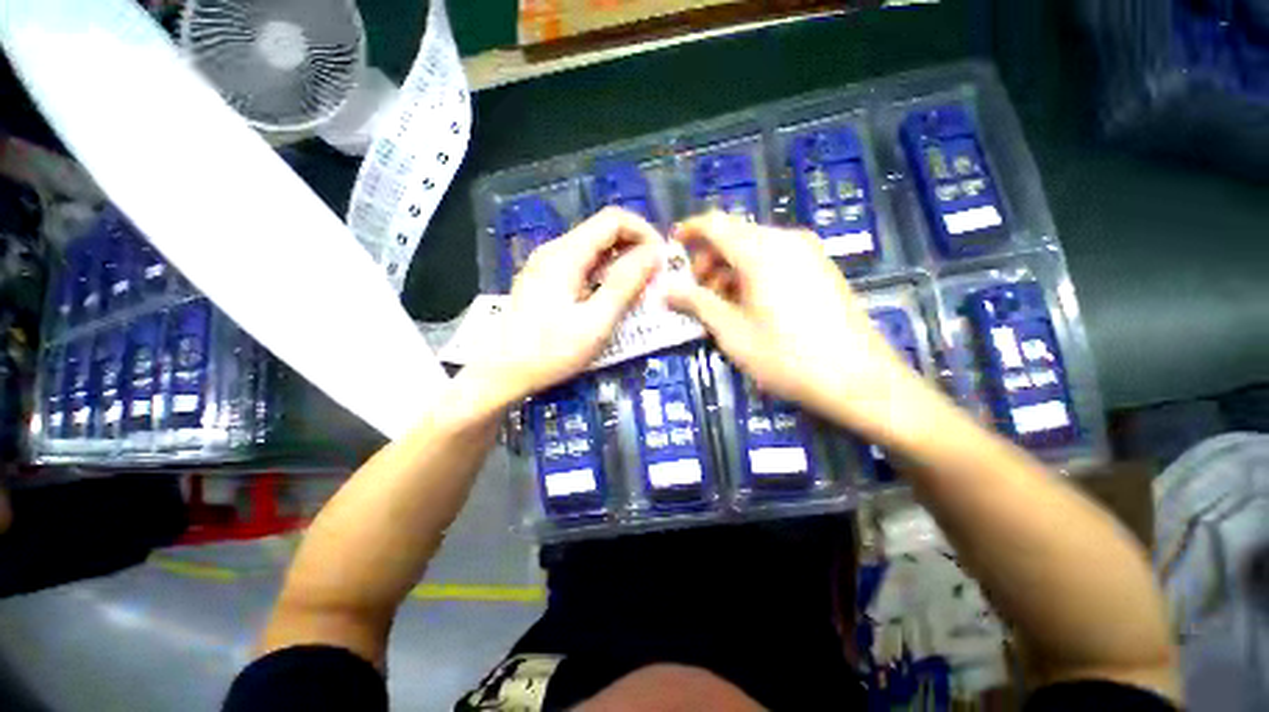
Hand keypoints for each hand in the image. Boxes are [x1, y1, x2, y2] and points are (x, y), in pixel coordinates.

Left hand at [472, 207, 661, 404]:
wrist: (503, 373)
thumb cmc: (551, 351)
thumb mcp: (596, 322)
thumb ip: (625, 285)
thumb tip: (653, 254)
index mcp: (566, 254)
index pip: (613, 220)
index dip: (644, 232)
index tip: (662, 260)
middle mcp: (555, 250)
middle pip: (603, 231)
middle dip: (635, 248)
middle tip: (654, 279)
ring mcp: (547, 265)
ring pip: (593, 249)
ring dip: (621, 263)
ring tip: (638, 291)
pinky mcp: (545, 280)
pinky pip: (582, 265)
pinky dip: (604, 274)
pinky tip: (611, 298)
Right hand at [666, 212, 927, 437]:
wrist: (859, 379)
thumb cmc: (786, 356)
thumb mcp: (731, 331)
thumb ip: (696, 303)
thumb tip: (666, 290)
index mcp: (760, 250)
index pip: (714, 223)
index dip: (688, 232)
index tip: (671, 250)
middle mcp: (786, 240)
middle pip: (734, 235)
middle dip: (708, 259)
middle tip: (695, 293)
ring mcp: (808, 252)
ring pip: (754, 248)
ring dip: (729, 269)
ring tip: (720, 305)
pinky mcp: (821, 267)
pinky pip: (776, 259)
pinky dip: (753, 274)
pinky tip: (750, 305)